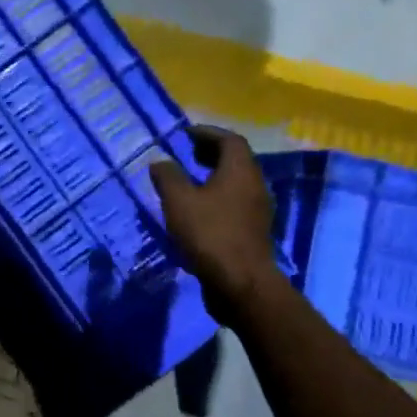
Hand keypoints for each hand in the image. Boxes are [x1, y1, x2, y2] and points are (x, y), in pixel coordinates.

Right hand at [150, 127, 279, 310]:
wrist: (240, 283)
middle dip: (210, 153)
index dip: (207, 133)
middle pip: (236, 160)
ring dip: (213, 176)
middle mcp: (254, 185)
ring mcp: (257, 211)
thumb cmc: (210, 234)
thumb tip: (160, 161)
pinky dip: (216, 197)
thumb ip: (168, 176)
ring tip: (187, 180)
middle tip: (186, 153)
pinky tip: (196, 210)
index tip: (185, 134)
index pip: (229, 140)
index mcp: (240, 171)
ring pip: (236, 183)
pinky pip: (234, 203)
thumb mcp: (179, 201)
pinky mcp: (252, 232)